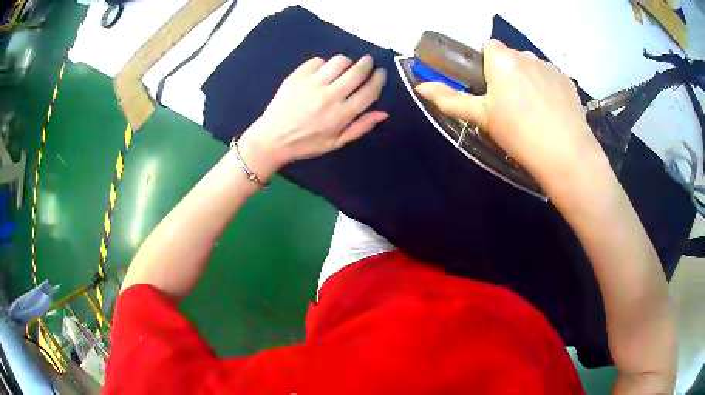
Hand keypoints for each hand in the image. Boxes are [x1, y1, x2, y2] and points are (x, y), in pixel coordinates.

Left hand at [238, 55, 387, 180]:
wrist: (272, 139)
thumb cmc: (306, 144)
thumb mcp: (336, 143)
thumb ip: (360, 127)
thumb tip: (383, 113)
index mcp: (341, 115)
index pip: (369, 91)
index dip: (378, 79)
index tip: (380, 73)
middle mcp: (329, 96)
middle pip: (356, 71)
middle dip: (366, 63)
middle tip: (367, 62)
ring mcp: (312, 84)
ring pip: (339, 61)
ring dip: (346, 62)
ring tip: (344, 67)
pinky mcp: (297, 76)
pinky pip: (317, 61)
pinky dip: (323, 64)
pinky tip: (321, 72)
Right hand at [415, 39, 605, 190]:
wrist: (566, 156)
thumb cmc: (519, 134)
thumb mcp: (482, 118)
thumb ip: (451, 99)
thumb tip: (420, 87)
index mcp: (503, 60)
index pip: (489, 46)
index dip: (488, 65)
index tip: (490, 89)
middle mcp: (527, 55)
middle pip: (511, 57)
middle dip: (508, 73)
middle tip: (510, 105)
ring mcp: (550, 68)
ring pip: (532, 67)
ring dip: (528, 80)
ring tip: (534, 112)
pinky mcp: (568, 82)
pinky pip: (550, 78)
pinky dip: (547, 88)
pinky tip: (551, 113)